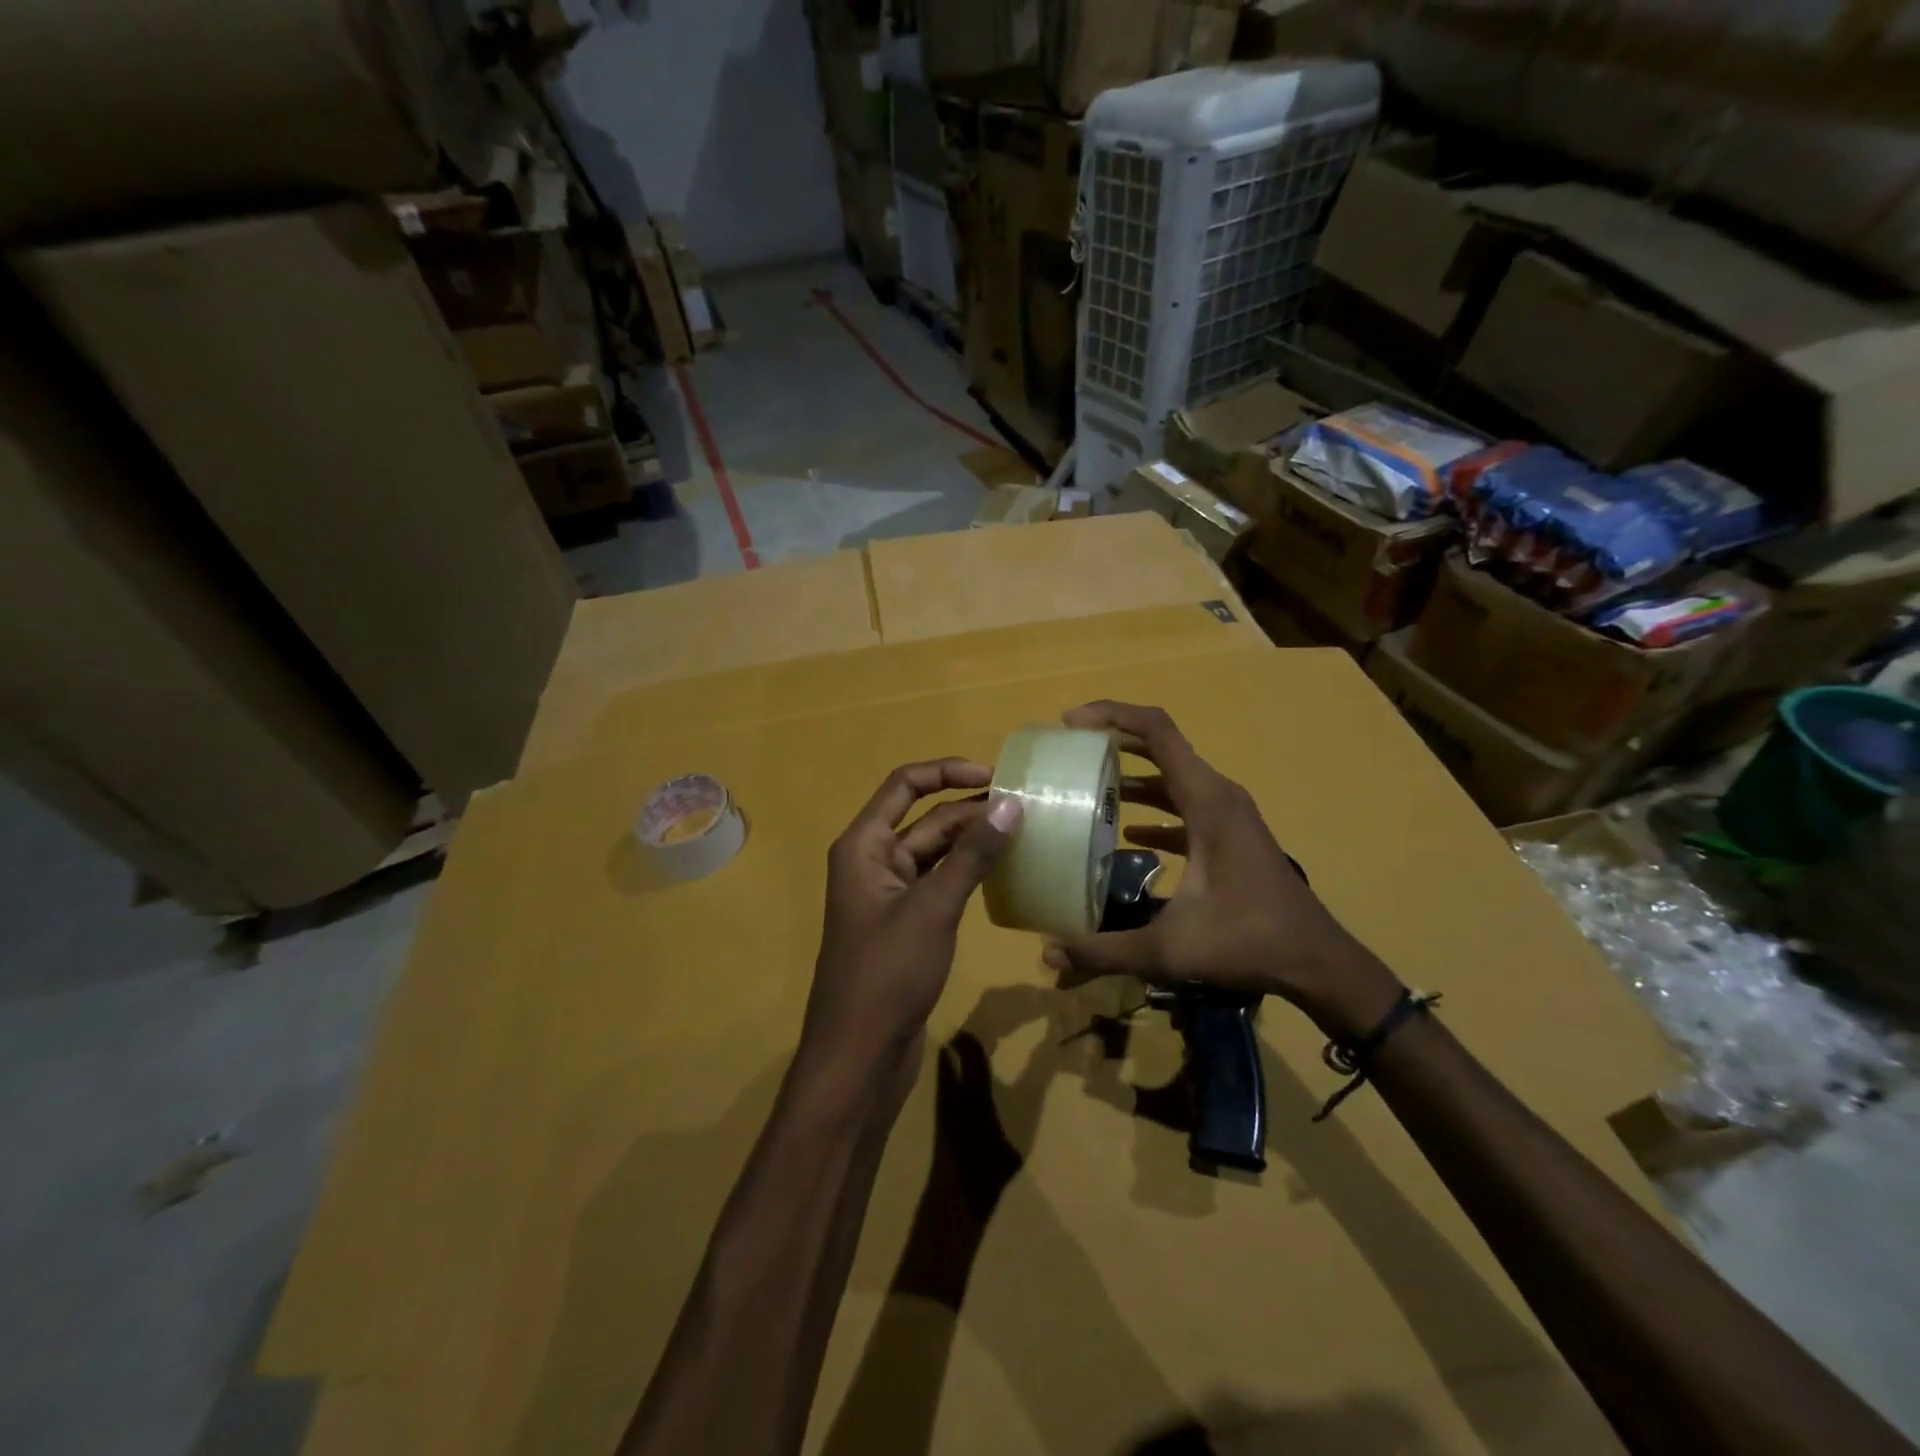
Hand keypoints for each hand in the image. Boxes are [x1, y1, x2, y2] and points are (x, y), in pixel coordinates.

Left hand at [798, 760, 1023, 1085]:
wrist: (860, 1055)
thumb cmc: (887, 973)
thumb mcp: (933, 907)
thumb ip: (972, 854)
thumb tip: (1012, 804)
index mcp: (864, 845)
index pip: (904, 785)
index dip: (947, 771)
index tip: (996, 776)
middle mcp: (872, 861)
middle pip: (924, 819)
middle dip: (970, 810)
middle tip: (1026, 809)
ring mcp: (889, 894)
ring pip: (935, 852)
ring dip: (972, 841)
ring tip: (1023, 833)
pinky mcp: (906, 924)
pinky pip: (939, 882)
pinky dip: (967, 872)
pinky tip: (1003, 872)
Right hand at [1041, 703, 1402, 1038]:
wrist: (1316, 962)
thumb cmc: (1248, 942)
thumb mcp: (1169, 949)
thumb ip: (1104, 950)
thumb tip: (1048, 953)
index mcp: (1207, 801)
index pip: (1157, 731)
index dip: (1112, 715)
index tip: (1070, 723)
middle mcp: (1218, 795)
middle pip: (1161, 744)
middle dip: (1113, 738)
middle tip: (1069, 749)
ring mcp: (1227, 814)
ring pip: (1172, 775)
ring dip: (1131, 772)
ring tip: (1087, 784)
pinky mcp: (1229, 834)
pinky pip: (1184, 804)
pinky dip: (1154, 806)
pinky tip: (1127, 833)